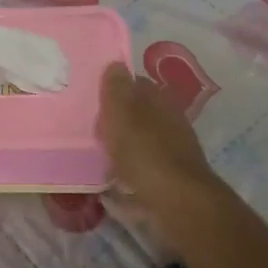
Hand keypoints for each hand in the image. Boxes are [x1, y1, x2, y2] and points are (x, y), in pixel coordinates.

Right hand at [98, 63, 216, 208]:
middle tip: (91, 128)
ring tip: (96, 155)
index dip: (115, 88)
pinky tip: (110, 183)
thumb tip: (116, 64)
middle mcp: (170, 122)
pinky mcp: (168, 180)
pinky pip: (140, 171)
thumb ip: (117, 88)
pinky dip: (126, 174)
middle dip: (117, 120)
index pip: (136, 84)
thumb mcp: (123, 113)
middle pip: (138, 114)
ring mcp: (171, 152)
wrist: (176, 203)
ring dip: (121, 147)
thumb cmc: (145, 152)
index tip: (93, 98)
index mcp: (160, 101)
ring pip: (140, 142)